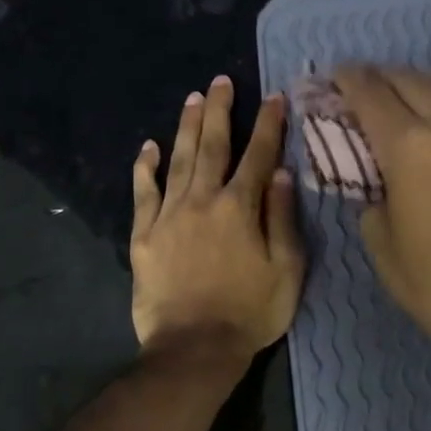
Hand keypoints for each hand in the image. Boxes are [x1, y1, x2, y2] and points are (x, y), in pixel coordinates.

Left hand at [131, 76, 304, 361]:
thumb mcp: (287, 270)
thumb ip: (282, 218)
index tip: (273, 97)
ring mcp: (169, 216)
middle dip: (219, 111)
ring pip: (178, 160)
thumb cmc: (251, 313)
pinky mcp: (144, 236)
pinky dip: (144, 167)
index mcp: (241, 208)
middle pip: (212, 146)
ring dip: (186, 127)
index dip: (268, 125)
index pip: (258, 155)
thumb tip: (280, 173)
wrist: (194, 348)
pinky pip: (143, 192)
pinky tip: (146, 147)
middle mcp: (203, 201)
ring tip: (192, 99)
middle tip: (220, 81)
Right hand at [334, 66, 430, 333]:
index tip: (339, 76)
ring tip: (428, 103)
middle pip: (411, 81)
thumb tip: (379, 178)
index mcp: (407, 148)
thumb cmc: (427, 277)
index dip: (349, 81)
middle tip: (371, 87)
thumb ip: (371, 195)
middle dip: (384, 77)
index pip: (370, 95)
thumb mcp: (378, 239)